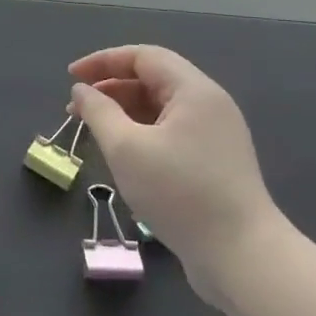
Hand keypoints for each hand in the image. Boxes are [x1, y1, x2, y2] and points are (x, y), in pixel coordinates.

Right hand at [70, 45, 288, 303]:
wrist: (243, 258)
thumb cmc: (180, 193)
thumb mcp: (126, 148)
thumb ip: (98, 112)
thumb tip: (82, 90)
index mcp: (194, 90)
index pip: (143, 57)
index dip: (103, 61)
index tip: (72, 77)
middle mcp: (209, 105)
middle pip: (153, 80)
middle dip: (111, 88)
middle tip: (76, 108)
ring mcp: (216, 135)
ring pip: (161, 109)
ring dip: (124, 112)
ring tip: (94, 132)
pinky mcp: (216, 163)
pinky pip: (172, 133)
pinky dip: (142, 133)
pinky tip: (123, 155)